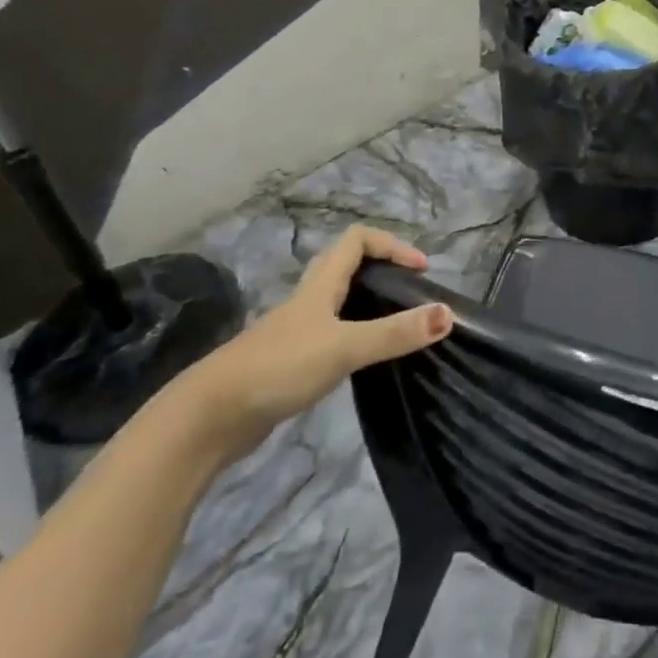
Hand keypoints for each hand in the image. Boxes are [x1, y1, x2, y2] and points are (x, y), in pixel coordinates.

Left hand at [177, 227, 452, 463]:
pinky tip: (366, 360)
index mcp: (320, 286)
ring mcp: (296, 332)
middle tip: (412, 293)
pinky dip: (356, 335)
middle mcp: (308, 301)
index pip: (357, 240)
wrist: (209, 418)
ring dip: (371, 303)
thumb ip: (395, 333)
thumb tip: (448, 314)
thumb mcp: (344, 347)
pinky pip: (332, 334)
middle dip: (384, 270)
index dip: (392, 245)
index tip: (420, 270)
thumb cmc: (278, 367)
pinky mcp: (290, 361)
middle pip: (348, 267)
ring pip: (340, 302)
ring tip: (399, 325)